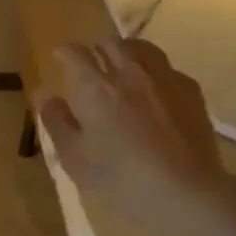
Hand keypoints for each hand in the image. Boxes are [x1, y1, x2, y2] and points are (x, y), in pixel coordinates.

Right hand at [38, 38, 235, 235]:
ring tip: (123, 69)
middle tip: (92, 66)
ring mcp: (163, 78)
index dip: (63, 53)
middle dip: (96, 50)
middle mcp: (129, 73)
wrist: (185, 192)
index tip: (60, 60)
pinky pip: (167, 68)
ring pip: (141, 48)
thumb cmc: (120, 179)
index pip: (73, 53)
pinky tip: (155, 91)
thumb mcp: (75, 158)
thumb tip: (45, 94)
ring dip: (126, 53)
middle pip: (109, 43)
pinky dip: (154, 72)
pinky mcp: (190, 91)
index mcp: (94, 88)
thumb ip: (56, 121)